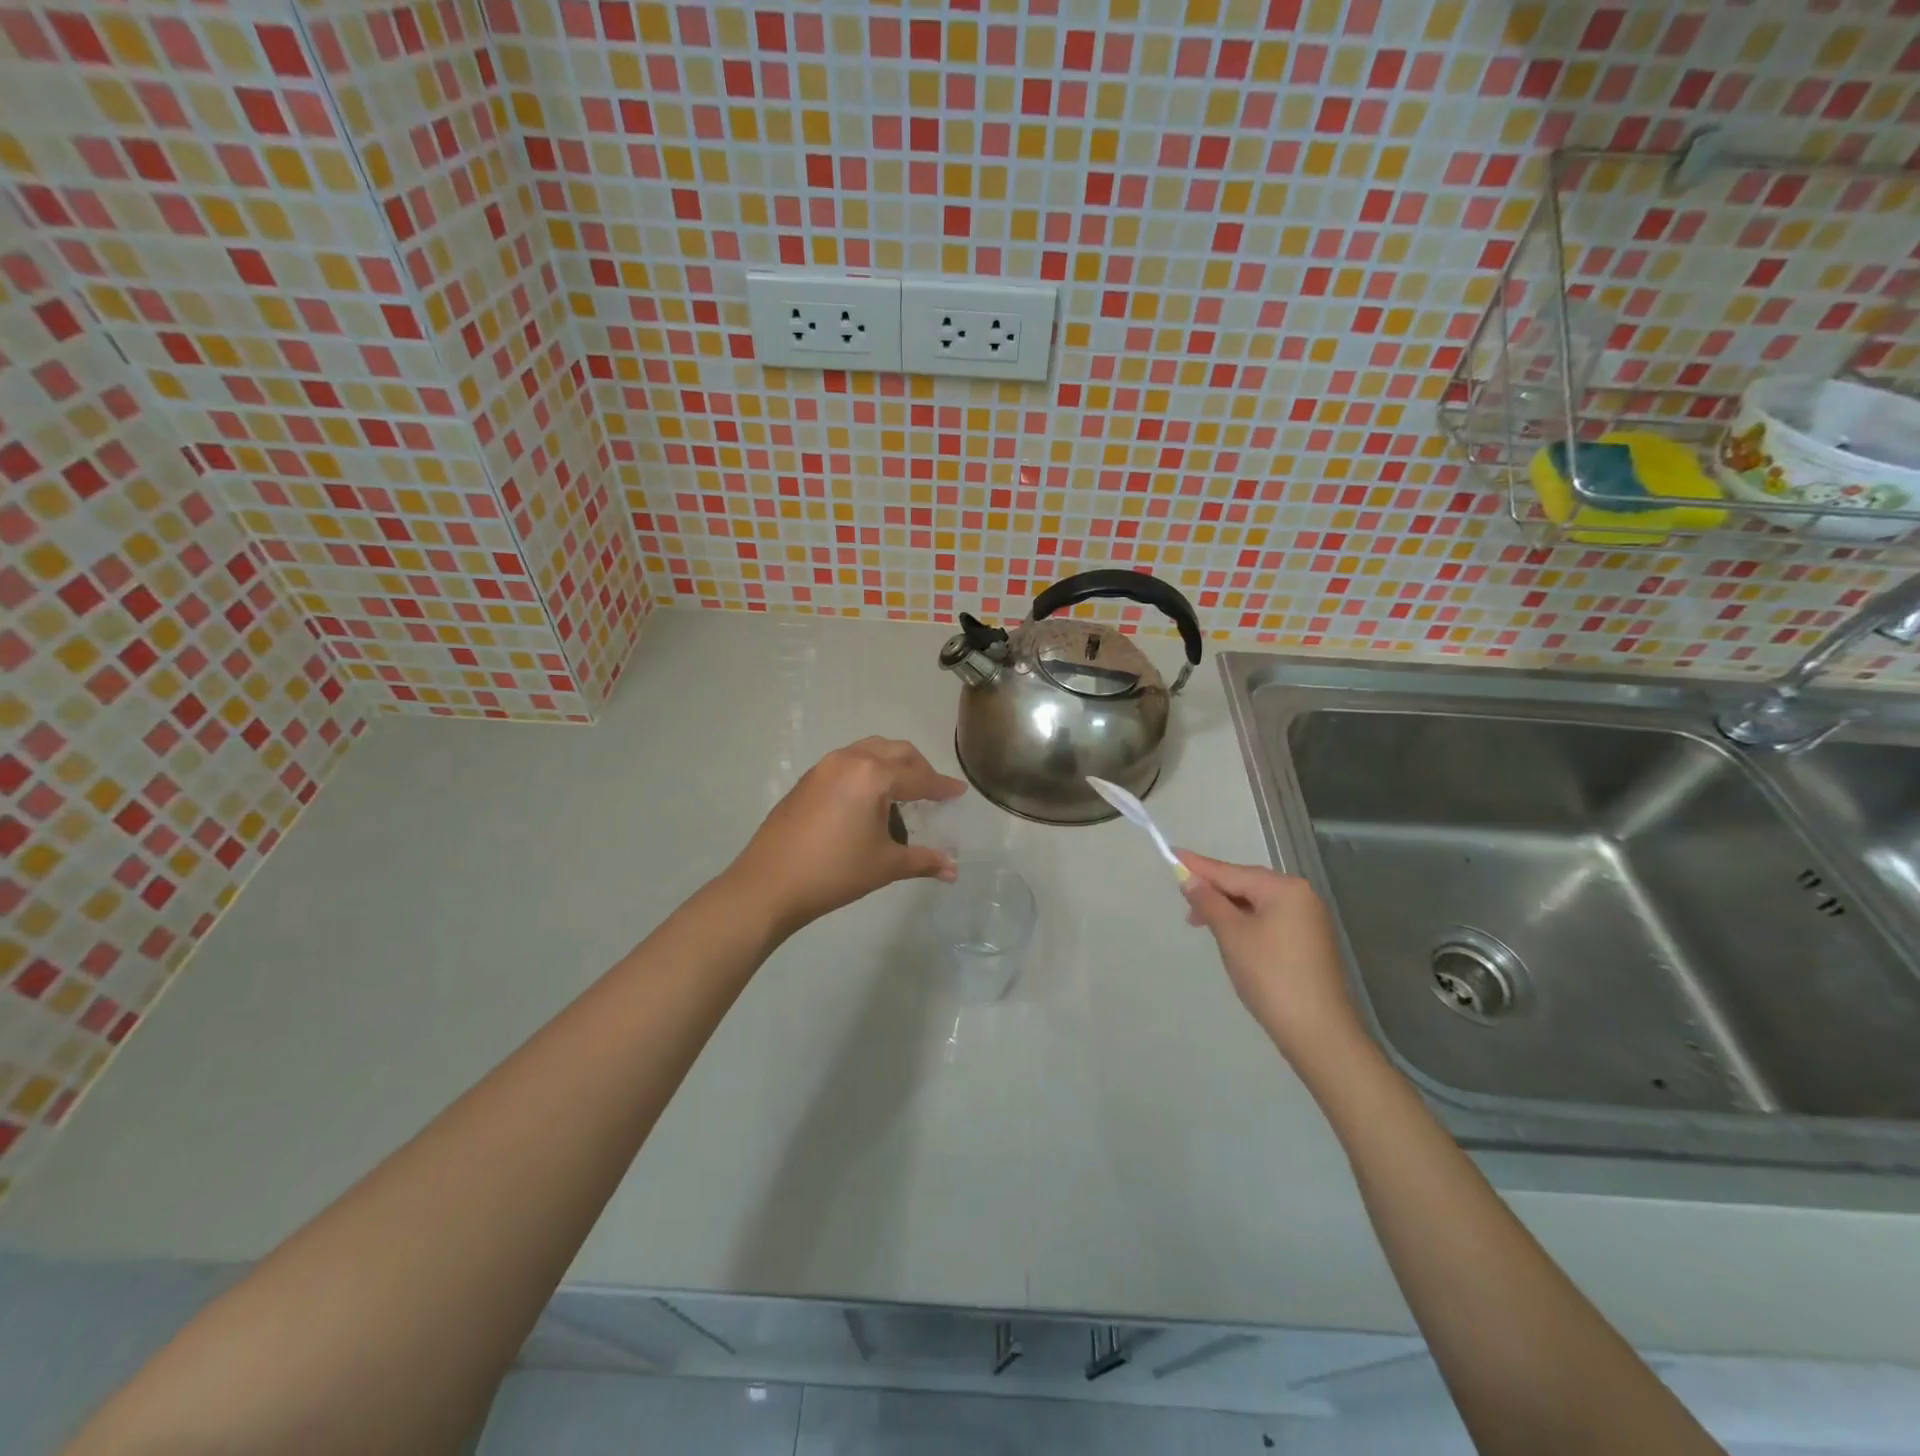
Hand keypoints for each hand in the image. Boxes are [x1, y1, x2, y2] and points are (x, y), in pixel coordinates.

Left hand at [727, 737, 966, 937]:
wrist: (768, 884)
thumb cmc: (834, 873)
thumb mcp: (885, 865)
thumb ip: (923, 861)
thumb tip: (953, 870)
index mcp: (874, 776)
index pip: (919, 778)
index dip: (942, 787)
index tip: (959, 792)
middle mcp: (850, 760)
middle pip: (896, 752)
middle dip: (919, 768)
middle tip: (932, 791)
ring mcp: (824, 767)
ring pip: (869, 751)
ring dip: (891, 765)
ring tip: (901, 792)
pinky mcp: (807, 779)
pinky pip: (848, 762)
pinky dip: (867, 771)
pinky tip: (867, 800)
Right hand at [1176, 851, 1362, 1065]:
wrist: (1318, 1032)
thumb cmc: (1270, 976)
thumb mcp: (1232, 935)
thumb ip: (1209, 902)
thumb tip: (1189, 878)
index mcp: (1285, 888)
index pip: (1232, 872)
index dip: (1199, 866)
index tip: (1173, 854)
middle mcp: (1301, 897)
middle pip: (1246, 885)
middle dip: (1214, 891)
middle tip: (1183, 902)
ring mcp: (1308, 921)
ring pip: (1257, 904)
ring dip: (1227, 910)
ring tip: (1200, 923)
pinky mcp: (1308, 943)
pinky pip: (1269, 921)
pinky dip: (1245, 923)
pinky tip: (1229, 936)